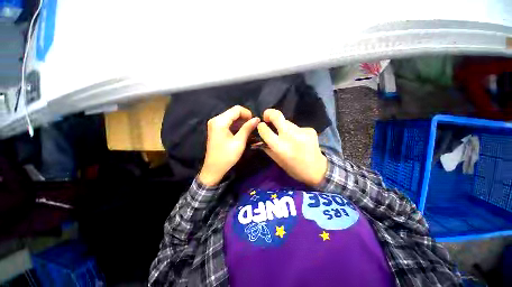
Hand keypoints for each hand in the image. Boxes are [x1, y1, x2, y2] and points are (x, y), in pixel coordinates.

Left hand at [198, 106, 259, 185]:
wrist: (214, 169)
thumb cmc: (227, 156)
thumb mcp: (239, 142)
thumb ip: (247, 128)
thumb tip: (257, 119)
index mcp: (220, 121)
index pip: (236, 109)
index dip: (248, 113)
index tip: (255, 122)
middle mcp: (215, 119)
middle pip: (233, 112)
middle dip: (245, 117)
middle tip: (253, 126)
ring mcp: (215, 124)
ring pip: (231, 117)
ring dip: (241, 121)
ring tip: (249, 129)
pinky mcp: (216, 129)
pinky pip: (228, 122)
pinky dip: (236, 125)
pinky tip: (242, 131)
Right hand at [257, 109, 327, 186]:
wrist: (318, 170)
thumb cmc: (294, 169)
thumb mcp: (277, 161)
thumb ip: (267, 148)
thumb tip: (260, 139)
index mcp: (280, 147)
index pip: (265, 130)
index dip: (261, 126)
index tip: (261, 126)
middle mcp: (290, 136)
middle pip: (277, 116)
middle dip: (269, 113)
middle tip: (267, 117)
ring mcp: (302, 131)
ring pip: (287, 122)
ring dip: (283, 126)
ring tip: (287, 136)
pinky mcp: (310, 129)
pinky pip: (297, 127)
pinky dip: (294, 131)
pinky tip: (299, 139)